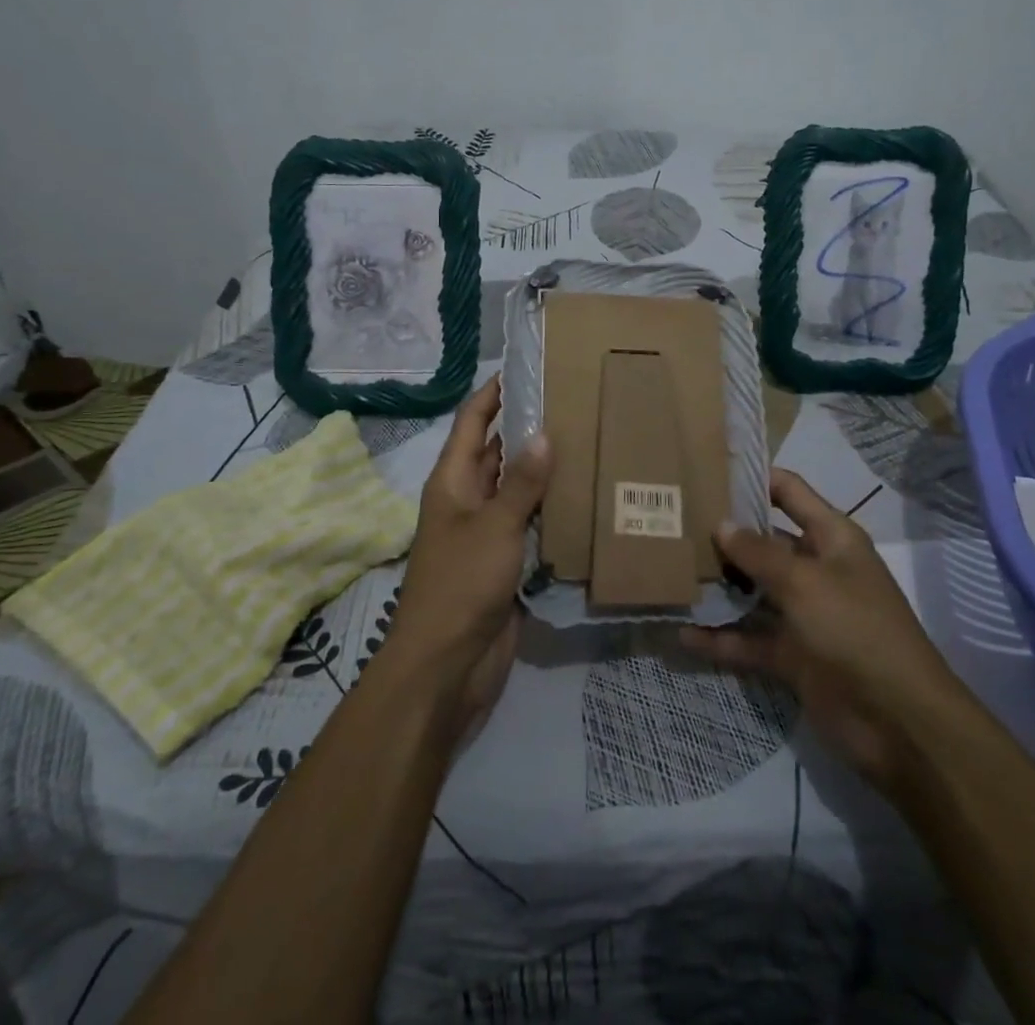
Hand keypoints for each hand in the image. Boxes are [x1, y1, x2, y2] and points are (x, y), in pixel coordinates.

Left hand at [385, 377, 550, 731]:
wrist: (447, 665)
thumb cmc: (461, 583)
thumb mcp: (494, 526)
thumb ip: (522, 483)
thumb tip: (544, 434)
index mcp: (452, 481)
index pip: (472, 422)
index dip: (492, 393)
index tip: (525, 368)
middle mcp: (467, 499)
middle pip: (496, 451)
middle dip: (526, 428)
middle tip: (572, 402)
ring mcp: (486, 532)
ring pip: (516, 488)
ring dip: (543, 469)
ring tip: (587, 440)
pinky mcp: (505, 560)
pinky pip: (529, 523)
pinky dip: (551, 508)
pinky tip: (585, 495)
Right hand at [681, 469, 955, 791]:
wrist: (900, 724)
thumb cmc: (855, 630)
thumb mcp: (805, 582)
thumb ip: (758, 553)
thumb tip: (721, 524)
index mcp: (831, 538)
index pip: (789, 492)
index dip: (754, 477)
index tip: (706, 469)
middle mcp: (816, 569)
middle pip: (764, 541)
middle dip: (724, 533)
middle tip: (673, 521)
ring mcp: (803, 614)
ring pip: (752, 591)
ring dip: (718, 586)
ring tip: (669, 571)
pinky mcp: (792, 656)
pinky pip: (749, 640)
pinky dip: (720, 638)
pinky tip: (681, 633)